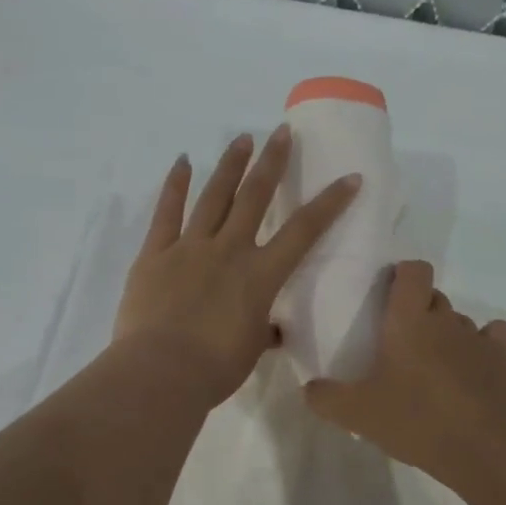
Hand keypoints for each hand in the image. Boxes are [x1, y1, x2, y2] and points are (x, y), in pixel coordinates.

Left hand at [114, 126, 358, 405]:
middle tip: (282, 132)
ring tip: (242, 139)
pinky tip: (183, 162)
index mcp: (260, 275)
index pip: (304, 231)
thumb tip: (273, 330)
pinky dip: (175, 185)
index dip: (330, 203)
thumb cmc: (216, 369)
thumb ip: (263, 331)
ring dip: (230, 165)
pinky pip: (166, 213)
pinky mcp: (155, 254)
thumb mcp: (251, 350)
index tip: (349, 178)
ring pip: (214, 197)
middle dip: (272, 162)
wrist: (161, 372)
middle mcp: (229, 250)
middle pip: (255, 197)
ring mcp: (189, 247)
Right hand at [305, 260, 505, 483]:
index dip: (404, 275)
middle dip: (420, 311)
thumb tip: (309, 388)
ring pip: (461, 321)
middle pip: (435, 297)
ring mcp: (479, 339)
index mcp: (409, 321)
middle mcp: (446, 320)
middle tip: (402, 343)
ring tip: (436, 367)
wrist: (483, 448)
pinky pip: (494, 337)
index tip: (390, 294)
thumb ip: (326, 398)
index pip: (414, 271)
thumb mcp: (357, 414)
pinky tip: (473, 367)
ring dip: (448, 335)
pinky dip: (483, 346)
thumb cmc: (415, 420)